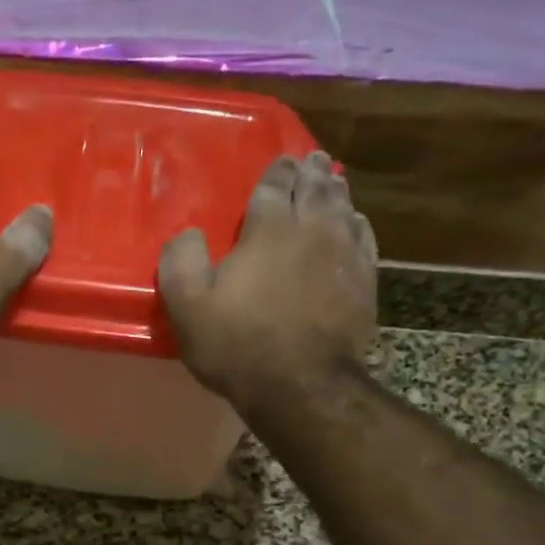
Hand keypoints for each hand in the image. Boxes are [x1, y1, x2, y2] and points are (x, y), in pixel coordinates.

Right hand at [158, 152, 376, 404]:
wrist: (300, 385)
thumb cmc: (237, 344)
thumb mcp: (186, 305)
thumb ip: (180, 261)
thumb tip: (188, 233)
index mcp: (268, 230)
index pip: (274, 187)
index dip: (276, 172)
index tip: (281, 160)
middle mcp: (311, 231)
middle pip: (315, 190)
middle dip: (311, 172)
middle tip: (312, 159)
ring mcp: (344, 255)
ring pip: (343, 209)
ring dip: (336, 191)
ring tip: (333, 180)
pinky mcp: (363, 282)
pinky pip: (364, 238)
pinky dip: (358, 223)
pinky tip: (356, 222)